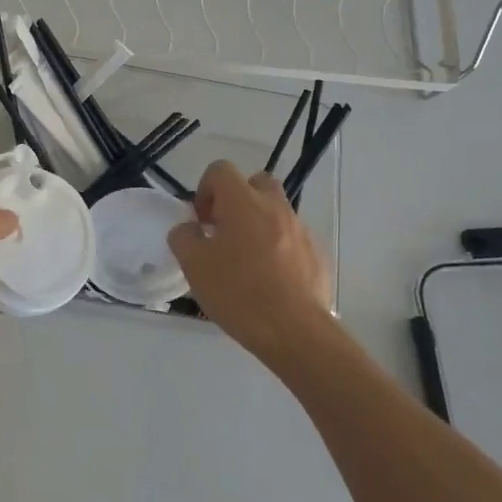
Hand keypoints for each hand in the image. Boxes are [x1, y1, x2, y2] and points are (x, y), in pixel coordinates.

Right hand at [167, 160, 332, 362]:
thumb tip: (190, 229)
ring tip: (246, 262)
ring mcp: (301, 230)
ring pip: (275, 212)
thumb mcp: (193, 265)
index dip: (205, 190)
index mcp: (243, 202)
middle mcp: (275, 207)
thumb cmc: (238, 292)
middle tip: (224, 232)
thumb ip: (184, 237)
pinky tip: (269, 280)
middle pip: (255, 183)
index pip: (220, 170)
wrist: (294, 331)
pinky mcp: (317, 254)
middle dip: (237, 200)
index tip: (202, 222)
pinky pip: (292, 239)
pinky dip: (278, 249)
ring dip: (258, 225)